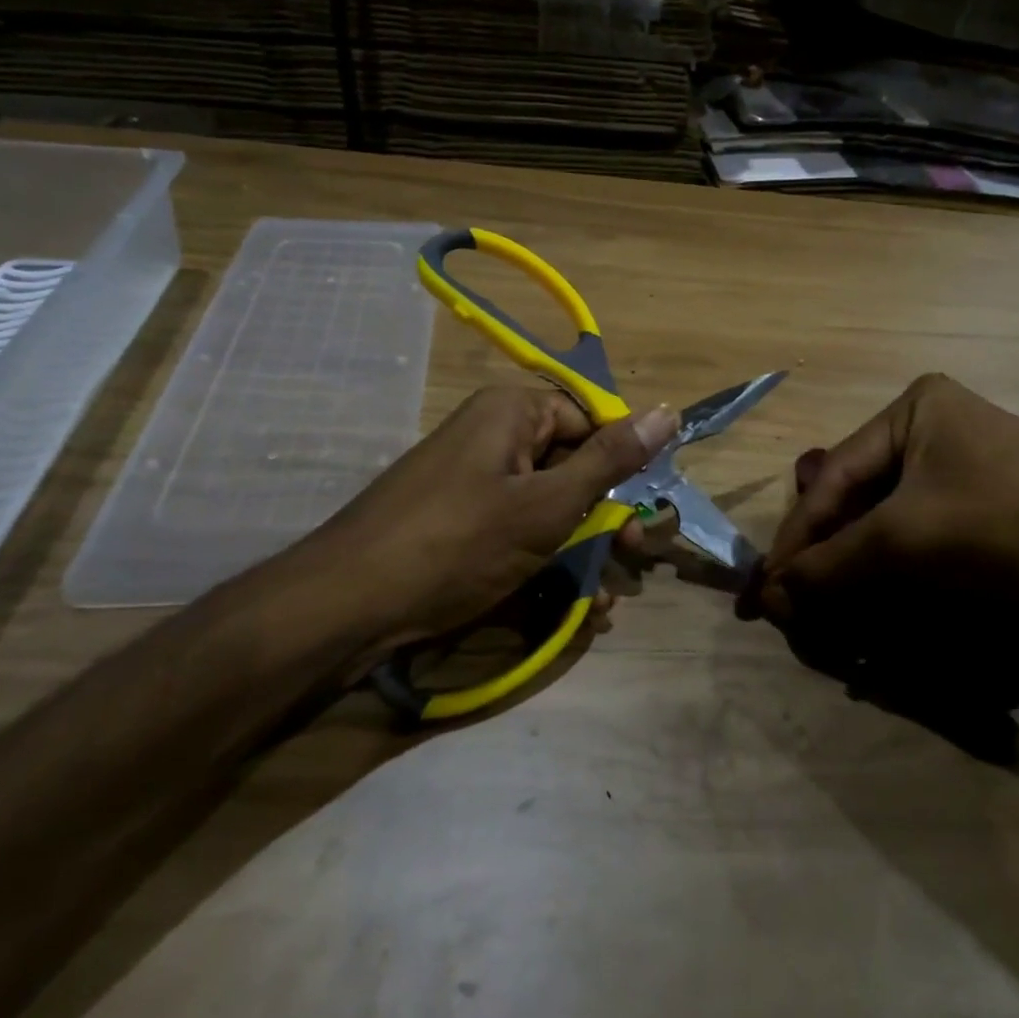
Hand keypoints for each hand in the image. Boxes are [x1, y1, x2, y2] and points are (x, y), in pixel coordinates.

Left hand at [259, 386, 676, 659]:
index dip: (623, 467)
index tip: (646, 514)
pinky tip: (570, 605)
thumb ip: (611, 460)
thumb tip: (669, 411)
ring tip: (603, 601)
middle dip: (607, 520)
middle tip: (633, 561)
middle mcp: (492, 436)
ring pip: (548, 507)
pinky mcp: (458, 521)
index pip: (590, 421)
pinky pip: (516, 530)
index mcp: (512, 412)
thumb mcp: (548, 504)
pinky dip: (545, 562)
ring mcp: (472, 480)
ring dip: (583, 551)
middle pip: (571, 466)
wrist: (349, 603)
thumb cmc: (460, 542)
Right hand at [756, 373, 1018, 640]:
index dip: (798, 536)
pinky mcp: (993, 504)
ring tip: (832, 609)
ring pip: (890, 520)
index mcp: (914, 407)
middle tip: (799, 600)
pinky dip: (898, 570)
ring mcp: (969, 465)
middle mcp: (937, 426)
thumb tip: (769, 599)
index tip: (768, 588)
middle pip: (860, 498)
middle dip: (829, 554)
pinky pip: (925, 534)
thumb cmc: (1005, 524)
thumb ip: (830, 567)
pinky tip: (881, 602)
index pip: (834, 476)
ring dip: (859, 568)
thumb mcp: (904, 542)